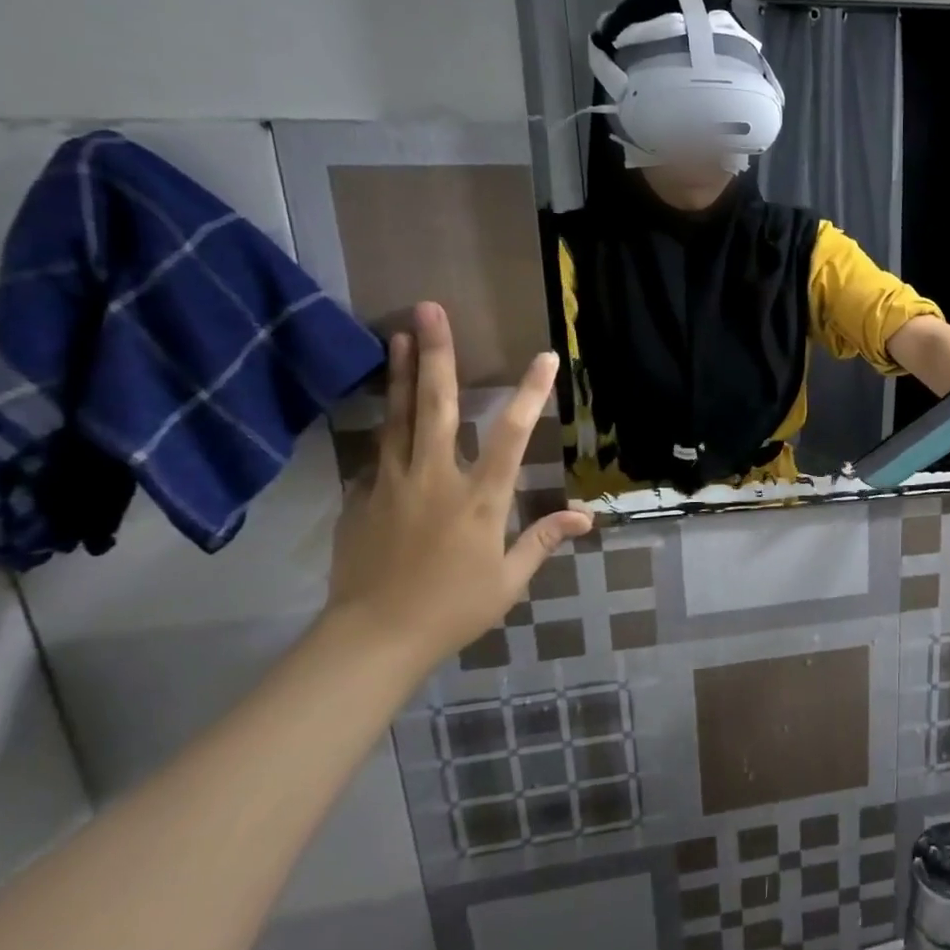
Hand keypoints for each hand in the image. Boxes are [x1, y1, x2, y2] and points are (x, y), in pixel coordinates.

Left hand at [323, 302, 592, 668]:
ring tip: (397, 333)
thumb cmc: (452, 609)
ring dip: (399, 372)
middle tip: (429, 310)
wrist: (372, 639)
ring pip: (397, 416)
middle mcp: (435, 477)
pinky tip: (384, 406)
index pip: (512, 435)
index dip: (531, 394)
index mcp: (479, 498)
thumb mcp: (508, 580)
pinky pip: (378, 451)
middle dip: (436, 354)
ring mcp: (392, 483)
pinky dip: (384, 423)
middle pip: (435, 405)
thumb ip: (543, 539)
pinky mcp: (362, 497)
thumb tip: (586, 517)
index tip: (545, 357)